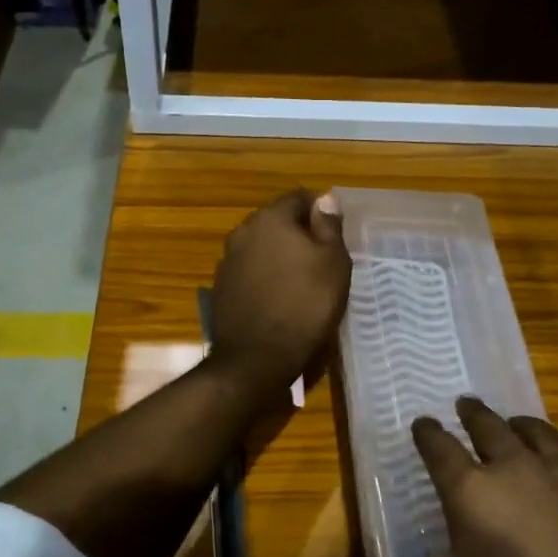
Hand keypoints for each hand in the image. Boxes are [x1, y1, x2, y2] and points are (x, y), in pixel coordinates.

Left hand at [207, 189, 351, 405]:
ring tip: (302, 281)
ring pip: (262, 247)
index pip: (299, 198)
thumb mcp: (333, 263)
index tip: (335, 234)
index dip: (320, 211)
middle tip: (323, 259)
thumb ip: (329, 226)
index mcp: (270, 218)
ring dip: (280, 256)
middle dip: (299, 234)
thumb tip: (325, 199)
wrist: (257, 358)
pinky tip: (279, 299)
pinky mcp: (222, 288)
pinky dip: (265, 278)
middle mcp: (243, 231)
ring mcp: (227, 260)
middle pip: (277, 221)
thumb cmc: (305, 304)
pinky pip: (250, 272)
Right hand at [353, 399, 557, 556]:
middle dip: (472, 415)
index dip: (427, 433)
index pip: (440, 447)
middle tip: (464, 407)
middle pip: (489, 426)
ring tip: (512, 426)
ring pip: (536, 431)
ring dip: (517, 425)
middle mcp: (518, 470)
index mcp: (473, 495)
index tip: (422, 423)